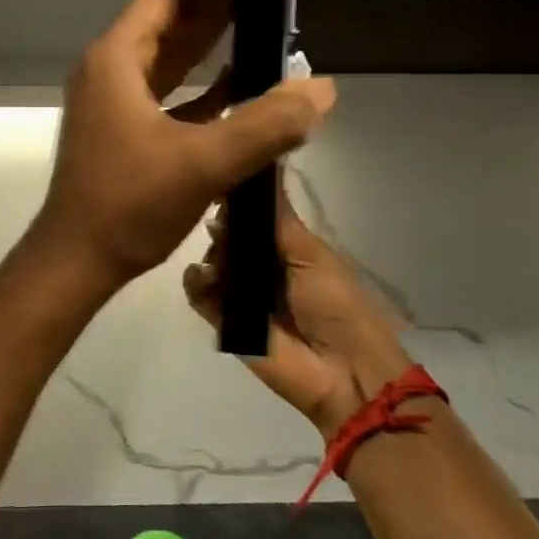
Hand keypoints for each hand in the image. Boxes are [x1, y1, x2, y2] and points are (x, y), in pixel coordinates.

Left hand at [31, 0, 335, 288]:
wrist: (77, 261)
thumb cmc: (127, 205)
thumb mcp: (202, 163)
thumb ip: (265, 125)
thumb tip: (322, 90)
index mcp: (117, 59)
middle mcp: (111, 69)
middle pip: (170, 19)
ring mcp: (116, 100)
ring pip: (170, 56)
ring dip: (212, 39)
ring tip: (263, 18)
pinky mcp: (126, 129)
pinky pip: (171, 91)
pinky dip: (204, 83)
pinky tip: (242, 82)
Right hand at [184, 189, 414, 435]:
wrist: (343, 372)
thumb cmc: (336, 304)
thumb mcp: (311, 254)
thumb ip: (277, 218)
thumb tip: (261, 167)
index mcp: (286, 247)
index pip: (253, 215)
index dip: (237, 199)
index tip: (220, 180)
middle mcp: (261, 266)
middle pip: (228, 235)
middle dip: (221, 226)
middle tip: (221, 225)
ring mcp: (241, 293)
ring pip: (211, 261)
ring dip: (210, 254)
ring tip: (219, 262)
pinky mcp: (224, 321)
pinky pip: (200, 295)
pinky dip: (195, 283)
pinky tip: (203, 278)